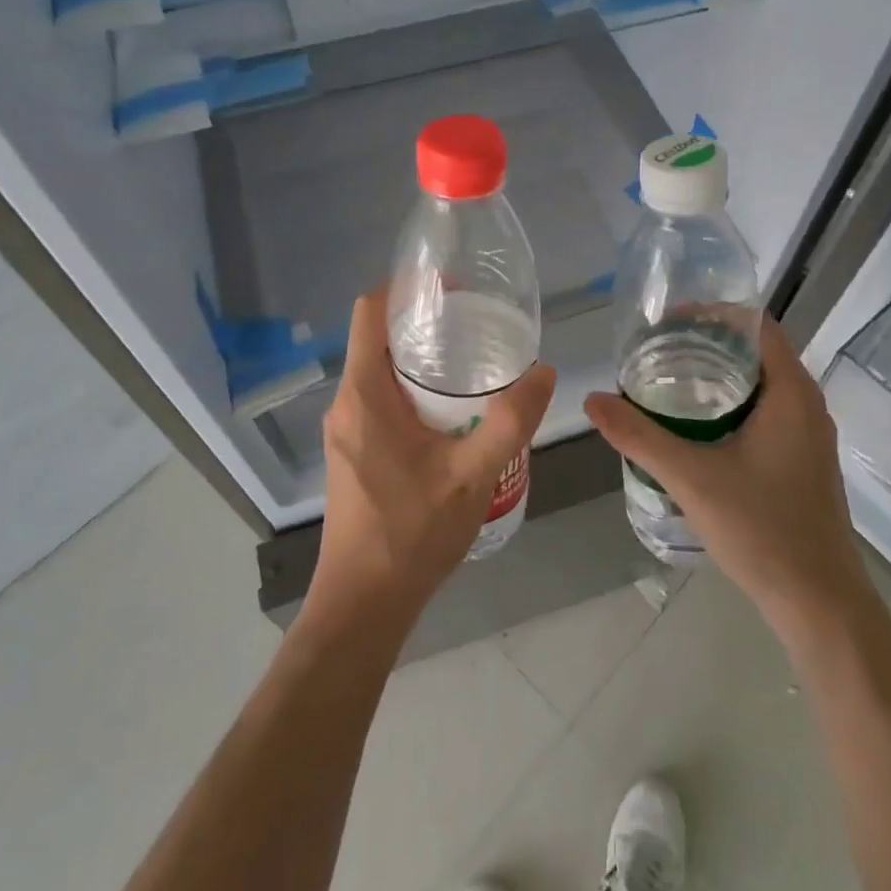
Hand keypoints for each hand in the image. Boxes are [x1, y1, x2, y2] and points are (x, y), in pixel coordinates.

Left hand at [311, 290, 556, 629]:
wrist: (363, 604)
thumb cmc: (411, 533)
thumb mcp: (472, 473)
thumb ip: (510, 420)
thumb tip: (544, 372)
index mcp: (363, 393)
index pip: (370, 311)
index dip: (406, 287)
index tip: (450, 286)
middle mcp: (346, 403)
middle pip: (376, 338)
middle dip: (422, 323)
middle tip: (475, 323)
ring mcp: (346, 430)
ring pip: (379, 371)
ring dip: (419, 359)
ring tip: (471, 361)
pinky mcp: (353, 452)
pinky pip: (380, 400)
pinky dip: (412, 389)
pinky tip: (453, 411)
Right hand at [583, 317, 869, 637]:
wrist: (820, 604)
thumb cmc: (762, 529)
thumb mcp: (690, 477)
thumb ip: (639, 436)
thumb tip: (593, 400)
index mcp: (791, 392)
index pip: (755, 325)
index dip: (712, 313)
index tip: (667, 321)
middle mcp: (806, 404)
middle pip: (754, 352)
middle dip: (705, 345)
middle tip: (656, 351)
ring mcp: (808, 435)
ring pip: (759, 385)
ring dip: (716, 377)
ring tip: (666, 382)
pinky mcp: (802, 462)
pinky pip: (764, 412)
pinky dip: (729, 405)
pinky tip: (694, 428)